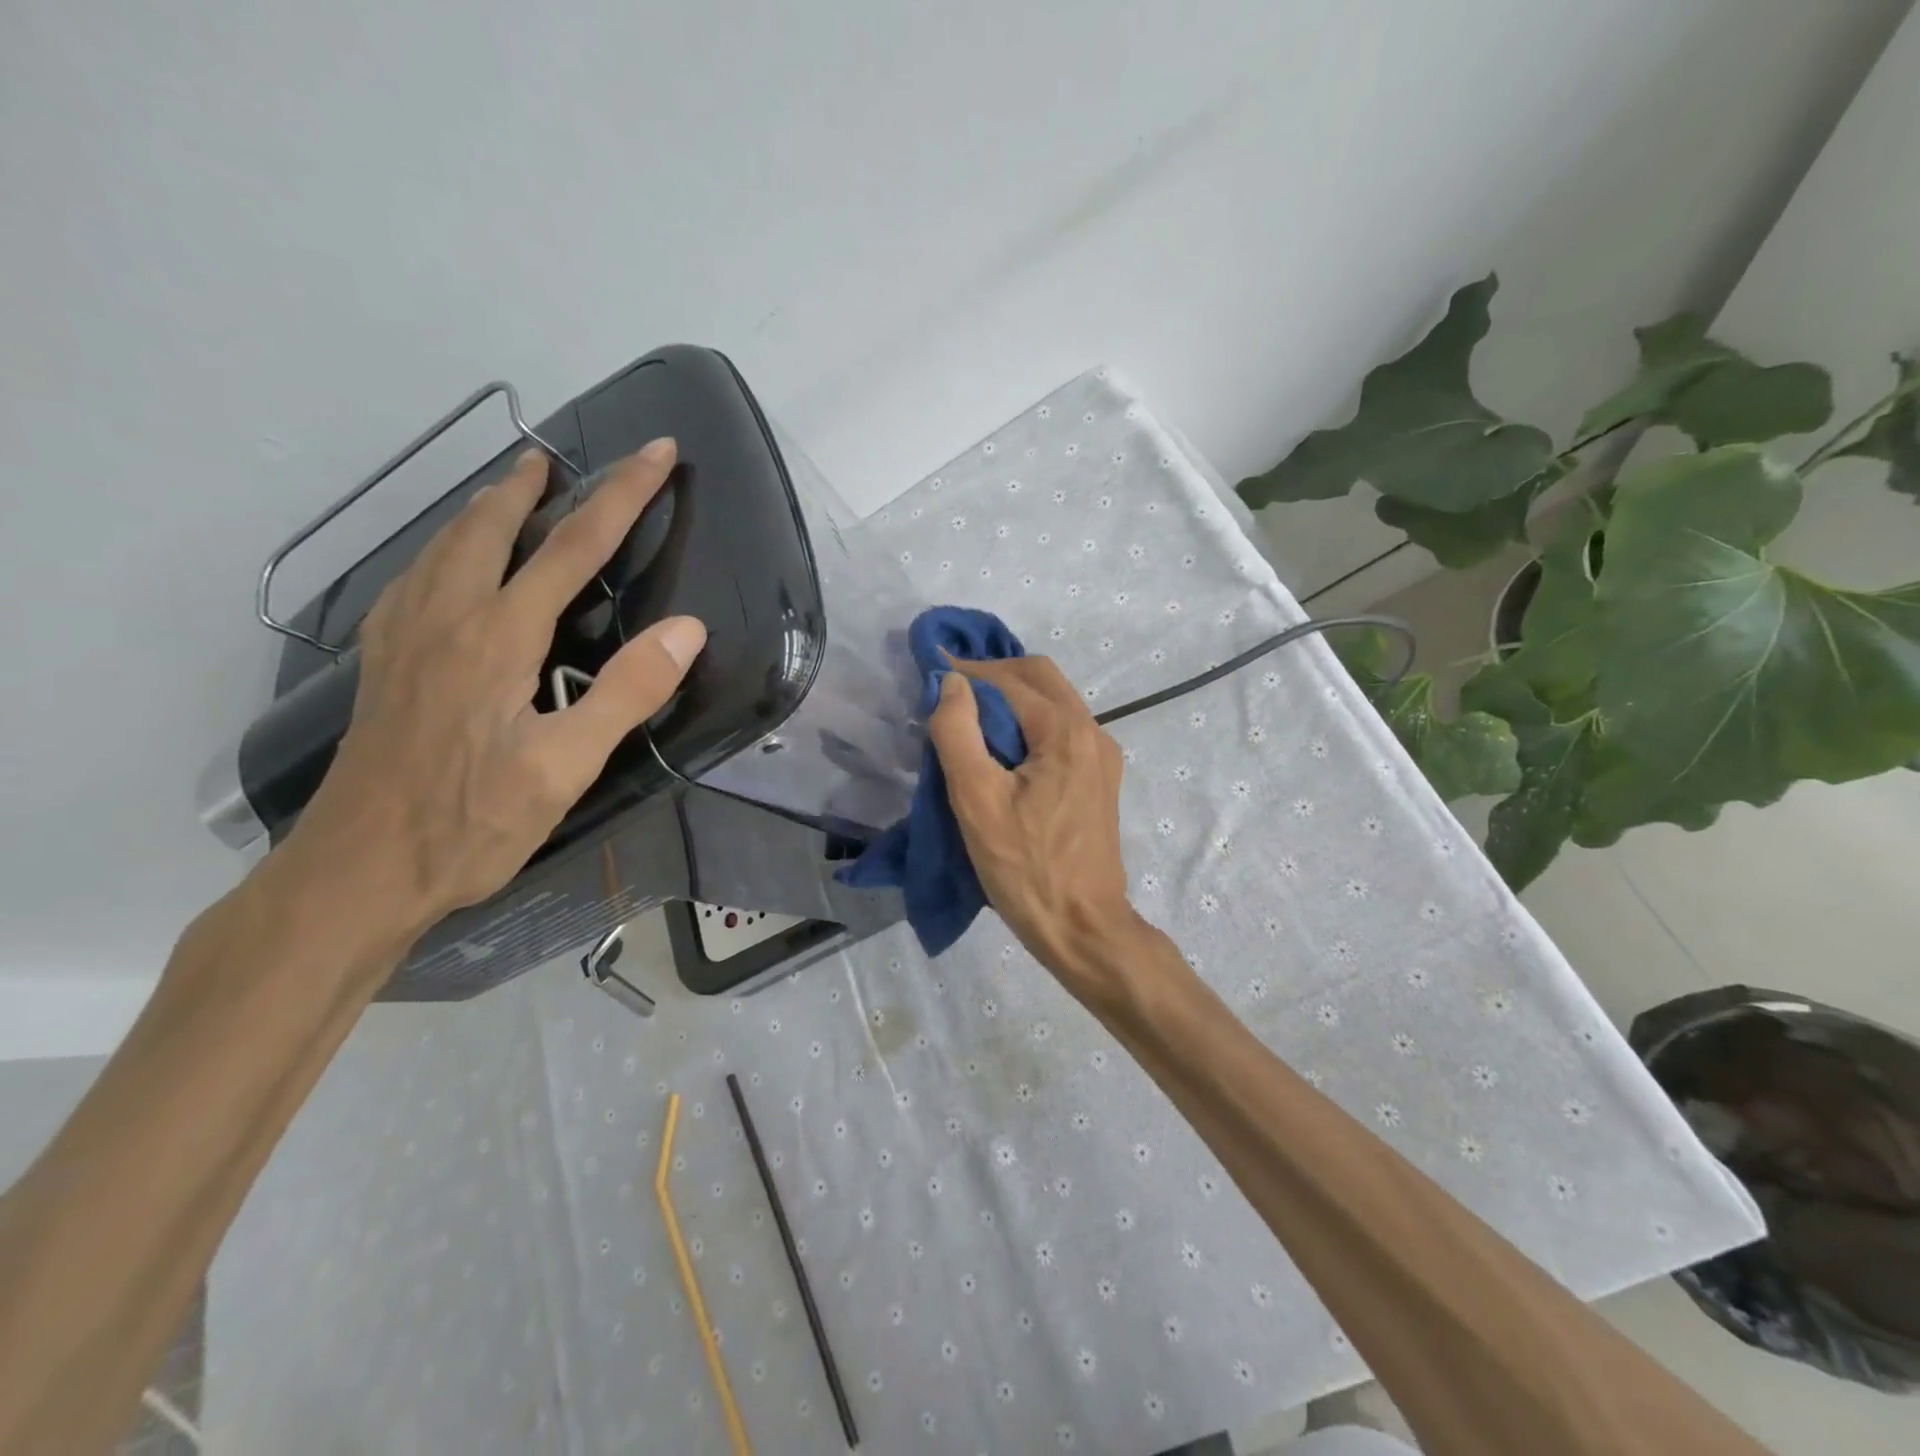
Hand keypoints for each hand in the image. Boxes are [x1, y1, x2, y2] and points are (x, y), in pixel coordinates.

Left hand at [277, 438, 705, 940]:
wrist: (358, 871)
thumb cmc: (472, 823)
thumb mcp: (566, 766)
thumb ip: (627, 691)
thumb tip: (687, 628)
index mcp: (498, 636)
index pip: (572, 546)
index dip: (622, 496)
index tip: (657, 453)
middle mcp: (447, 617)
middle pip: (494, 528)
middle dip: (537, 485)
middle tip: (563, 455)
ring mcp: (405, 636)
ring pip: (445, 545)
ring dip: (485, 507)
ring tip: (511, 486)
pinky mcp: (384, 661)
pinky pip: (415, 576)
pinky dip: (443, 546)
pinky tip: (447, 561)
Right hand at [927, 656, 1144, 989]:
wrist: (1083, 928)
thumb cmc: (1026, 868)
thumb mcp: (977, 800)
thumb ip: (958, 732)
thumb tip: (950, 683)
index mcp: (1066, 731)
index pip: (1009, 680)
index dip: (966, 672)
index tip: (928, 673)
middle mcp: (1092, 732)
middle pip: (1039, 679)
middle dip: (992, 675)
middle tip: (949, 690)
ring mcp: (1101, 757)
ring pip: (1053, 702)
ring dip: (1011, 697)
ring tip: (968, 716)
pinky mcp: (1099, 780)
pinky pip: (1061, 730)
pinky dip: (1028, 722)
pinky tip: (1002, 747)